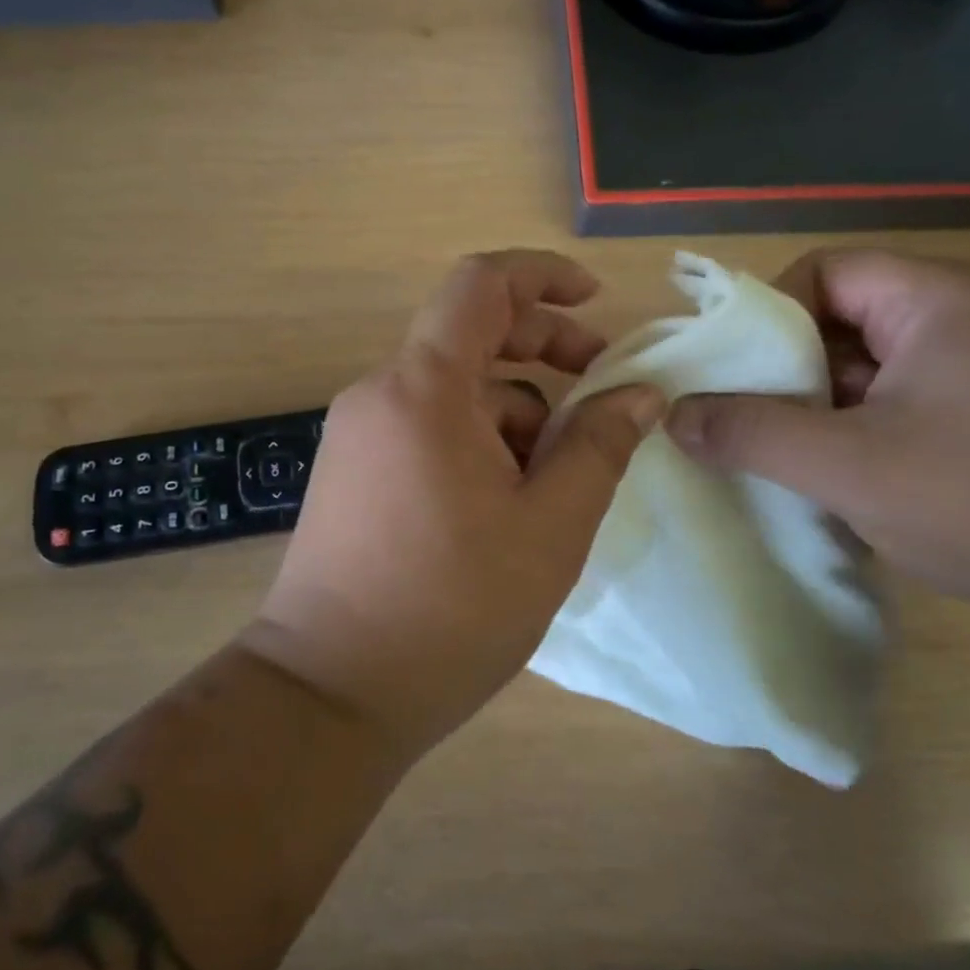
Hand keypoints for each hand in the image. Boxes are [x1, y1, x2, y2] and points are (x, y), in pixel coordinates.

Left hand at [245, 251, 665, 762]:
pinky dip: (477, 442)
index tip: (594, 300)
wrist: (329, 694)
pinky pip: (426, 429)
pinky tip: (508, 505)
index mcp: (423, 389)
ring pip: (453, 393)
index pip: (480, 285)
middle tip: (601, 387)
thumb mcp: (550, 527)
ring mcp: (359, 435)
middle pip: (469, 336)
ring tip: (556, 482)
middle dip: (542, 349)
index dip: (542, 275)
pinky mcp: (353, 473)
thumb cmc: (450, 608)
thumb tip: (640, 393)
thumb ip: (599, 446)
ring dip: (514, 414)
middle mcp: (380, 394)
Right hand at [665, 250, 969, 646]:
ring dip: (829, 404)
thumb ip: (751, 433)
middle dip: (793, 369)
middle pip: (847, 315)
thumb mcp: (847, 467)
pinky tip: (856, 478)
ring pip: (877, 362)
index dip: (768, 316)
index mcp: (939, 296)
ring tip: (799, 459)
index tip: (737, 377)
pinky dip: (870, 425)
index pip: (824, 270)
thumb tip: (674, 417)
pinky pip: (912, 394)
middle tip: (759, 425)